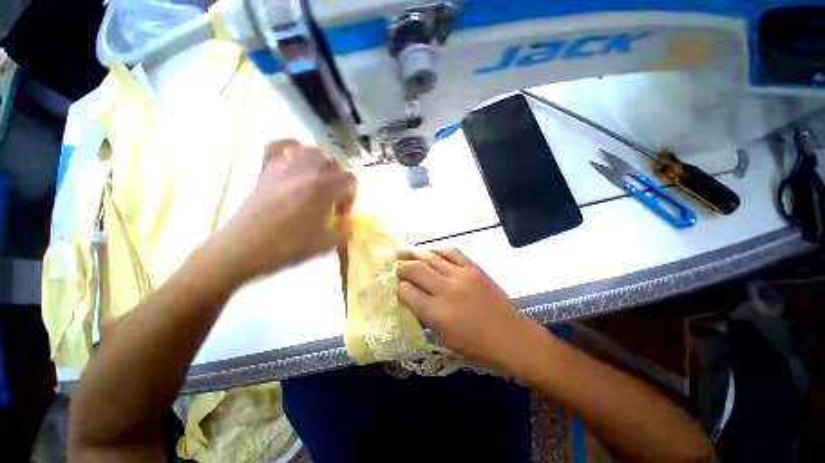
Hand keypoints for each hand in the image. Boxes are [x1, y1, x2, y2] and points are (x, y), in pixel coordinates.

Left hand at [212, 140, 354, 281]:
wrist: (243, 249)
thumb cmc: (288, 246)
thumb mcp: (325, 244)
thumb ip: (345, 233)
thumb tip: (350, 226)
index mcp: (324, 187)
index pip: (350, 180)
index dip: (351, 196)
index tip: (341, 214)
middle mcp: (307, 170)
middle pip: (334, 164)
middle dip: (339, 182)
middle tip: (332, 201)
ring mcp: (284, 166)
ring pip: (312, 152)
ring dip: (322, 165)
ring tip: (319, 182)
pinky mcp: (266, 169)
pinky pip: (279, 146)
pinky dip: (290, 146)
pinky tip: (295, 157)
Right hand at [396, 249, 535, 372]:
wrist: (510, 337)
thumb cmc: (475, 346)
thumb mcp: (443, 337)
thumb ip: (425, 315)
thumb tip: (412, 296)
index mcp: (437, 313)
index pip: (406, 292)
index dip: (399, 288)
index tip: (400, 288)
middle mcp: (446, 290)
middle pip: (415, 270)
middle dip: (402, 268)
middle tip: (398, 268)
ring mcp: (462, 275)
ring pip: (431, 257)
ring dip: (414, 254)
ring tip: (403, 252)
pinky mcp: (474, 268)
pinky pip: (452, 251)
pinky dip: (437, 250)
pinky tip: (429, 251)